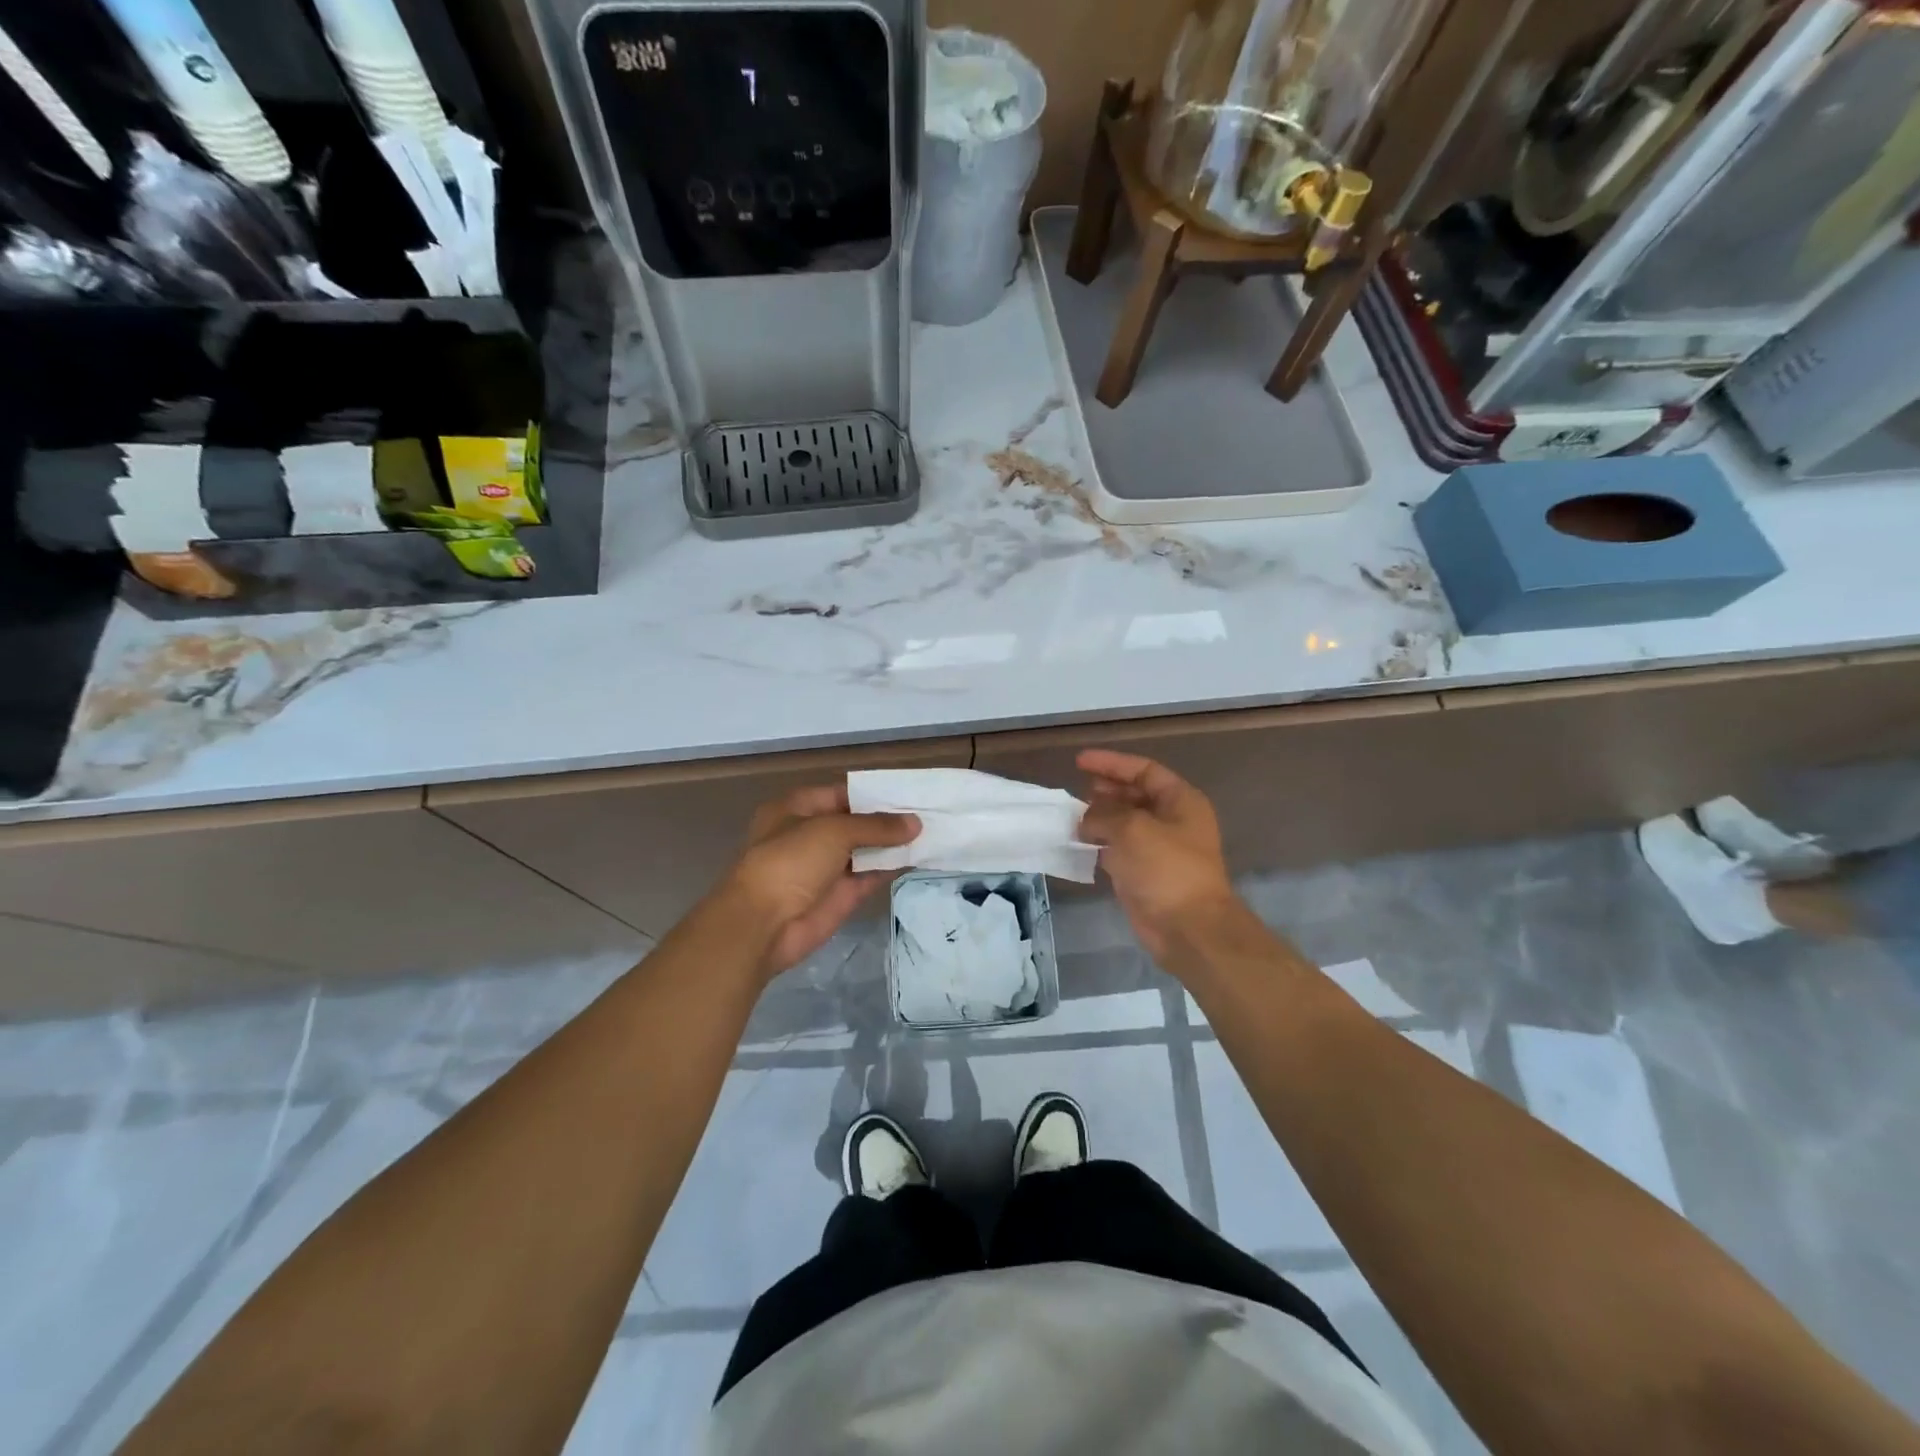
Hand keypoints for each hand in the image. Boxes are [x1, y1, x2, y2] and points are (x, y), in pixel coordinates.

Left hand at [725, 785, 919, 978]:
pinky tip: (921, 857)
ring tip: (934, 831)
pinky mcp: (841, 895)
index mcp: (798, 808)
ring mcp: (827, 866)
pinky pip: (871, 875)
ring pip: (867, 849)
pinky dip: (893, 867)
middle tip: (931, 811)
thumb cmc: (790, 862)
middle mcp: (812, 834)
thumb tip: (915, 823)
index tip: (911, 792)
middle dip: (889, 819)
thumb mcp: (833, 831)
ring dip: (895, 843)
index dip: (875, 793)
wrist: (763, 925)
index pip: (843, 793)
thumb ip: (876, 826)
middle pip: (857, 822)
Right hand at [1077, 750, 1237, 961]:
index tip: (1080, 761)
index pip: (1144, 770)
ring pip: (1124, 823)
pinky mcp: (1144, 873)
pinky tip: (1079, 842)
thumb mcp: (1132, 829)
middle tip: (1078, 790)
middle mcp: (1172, 820)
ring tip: (1074, 816)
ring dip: (1100, 818)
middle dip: (1106, 790)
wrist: (1188, 927)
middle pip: (1135, 795)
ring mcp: (1158, 848)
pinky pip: (1118, 849)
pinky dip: (1099, 844)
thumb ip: (1103, 814)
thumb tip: (1084, 819)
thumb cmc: (1166, 868)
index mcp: (1180, 801)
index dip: (1112, 763)